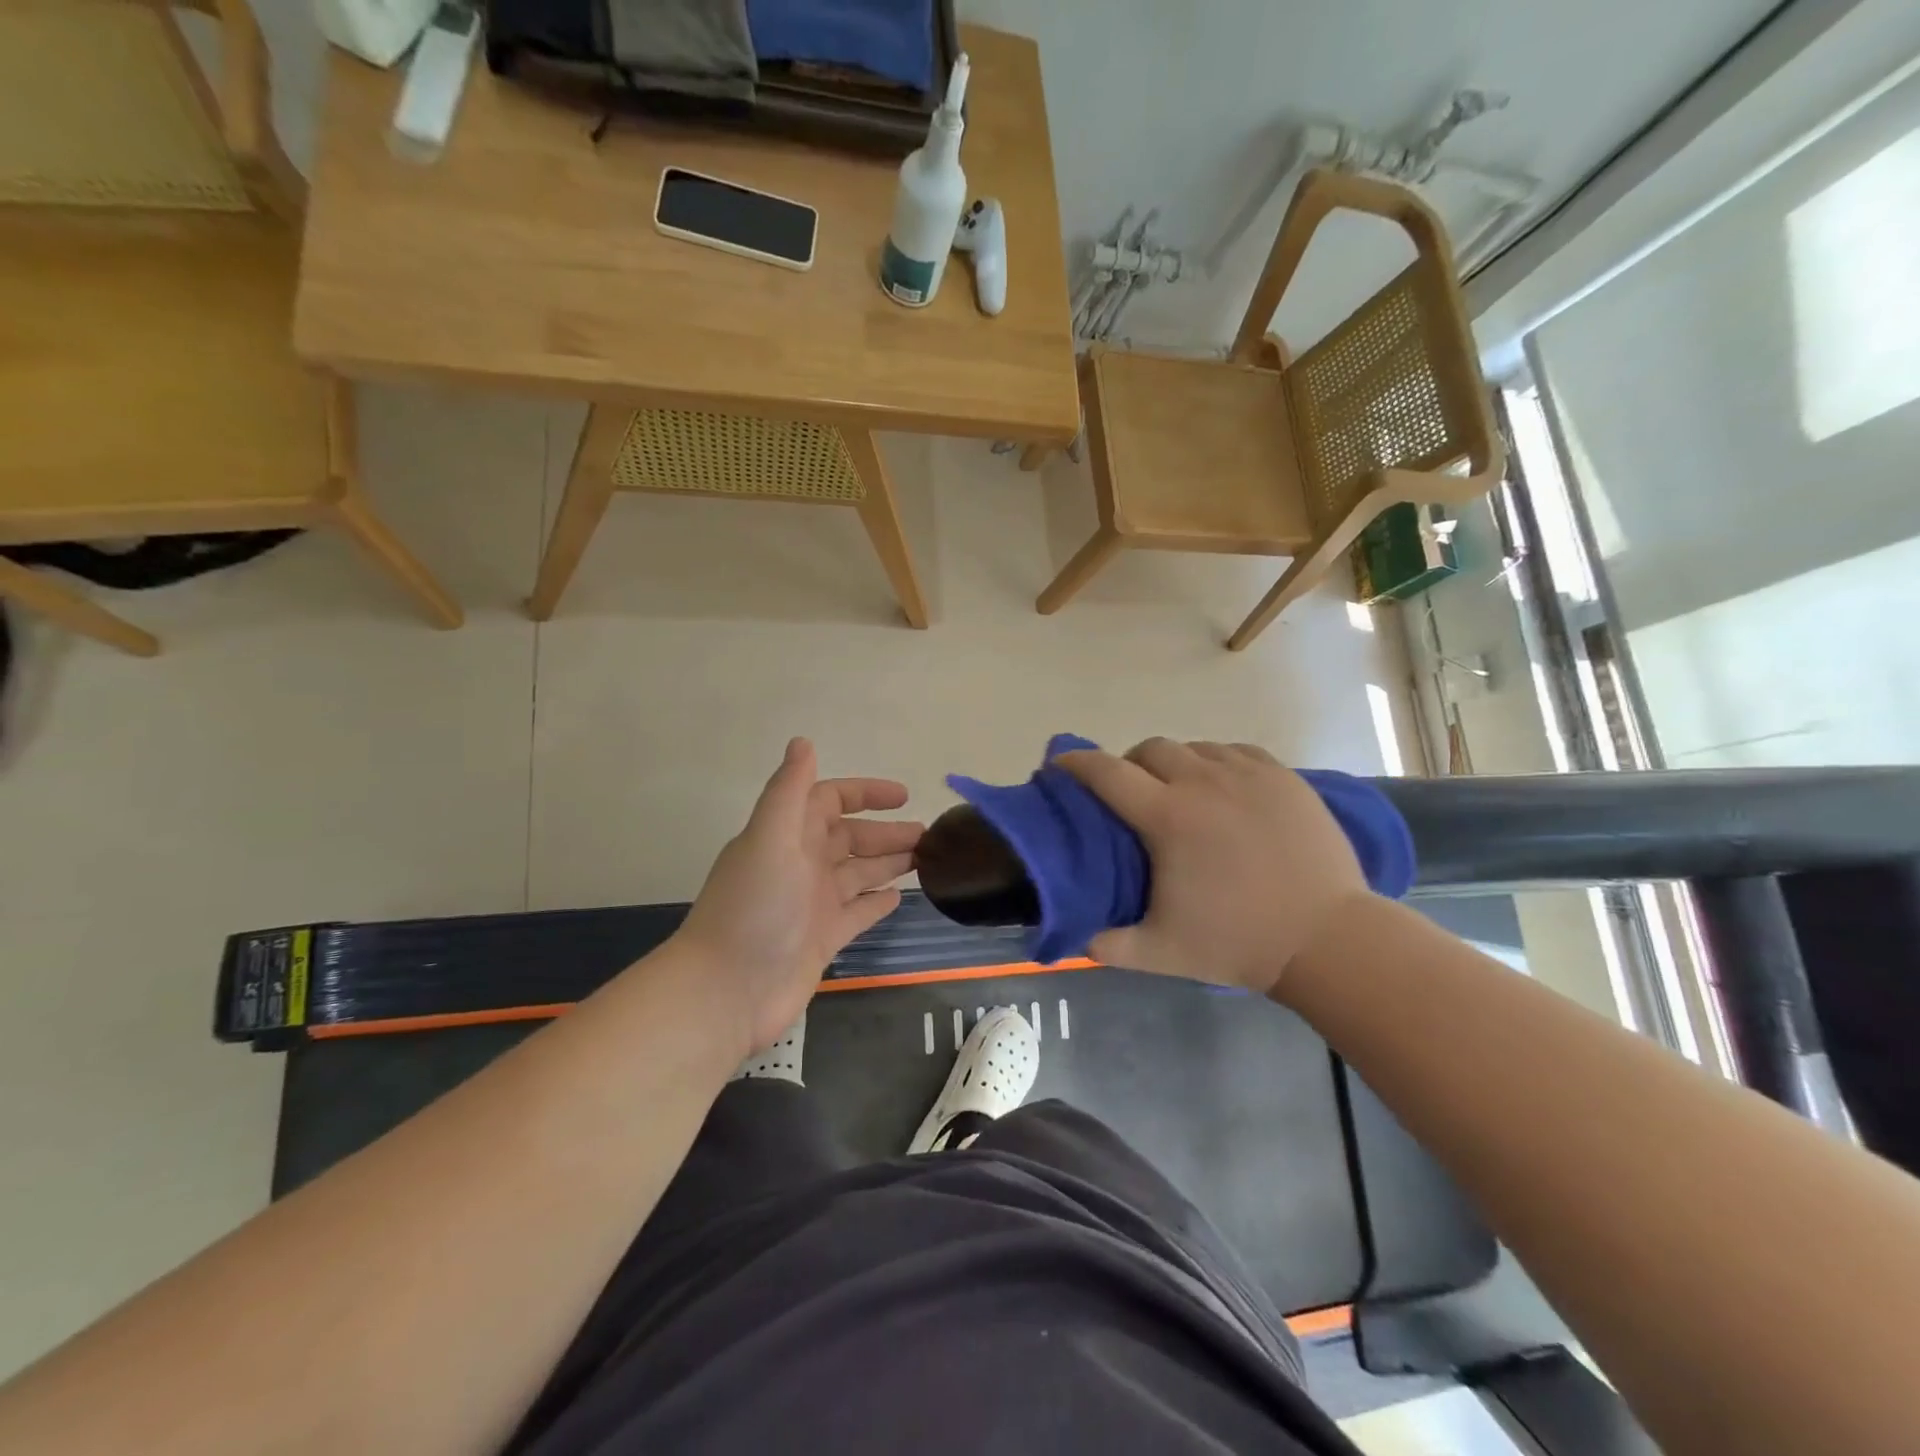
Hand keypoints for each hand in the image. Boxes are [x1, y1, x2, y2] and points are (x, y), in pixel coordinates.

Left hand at [675, 738, 921, 1052]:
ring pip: (858, 874)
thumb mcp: (770, 839)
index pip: (829, 801)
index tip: (904, 796)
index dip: (864, 794)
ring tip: (926, 859)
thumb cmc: (754, 908)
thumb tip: (803, 741)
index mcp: (787, 836)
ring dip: (888, 862)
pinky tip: (900, 897)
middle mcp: (800, 865)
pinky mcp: (822, 939)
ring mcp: (812, 904)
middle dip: (886, 832)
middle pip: (850, 838)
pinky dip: (876, 903)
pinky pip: (856, 913)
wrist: (727, 991)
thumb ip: (788, 791)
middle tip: (928, 835)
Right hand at [1057, 738, 1372, 995]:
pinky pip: (1235, 751)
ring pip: (1194, 746)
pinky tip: (1223, 787)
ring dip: (1175, 763)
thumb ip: (1108, 945)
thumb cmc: (1240, 942)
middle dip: (1130, 764)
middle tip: (1132, 794)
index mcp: (1168, 817)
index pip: (1107, 773)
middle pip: (1149, 749)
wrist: (1330, 940)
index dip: (1077, 763)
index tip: (1060, 763)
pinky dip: (1216, 761)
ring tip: (1180, 792)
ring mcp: (1248, 774)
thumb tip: (1075, 937)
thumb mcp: (1161, 953)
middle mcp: (1203, 782)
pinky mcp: (1283, 777)